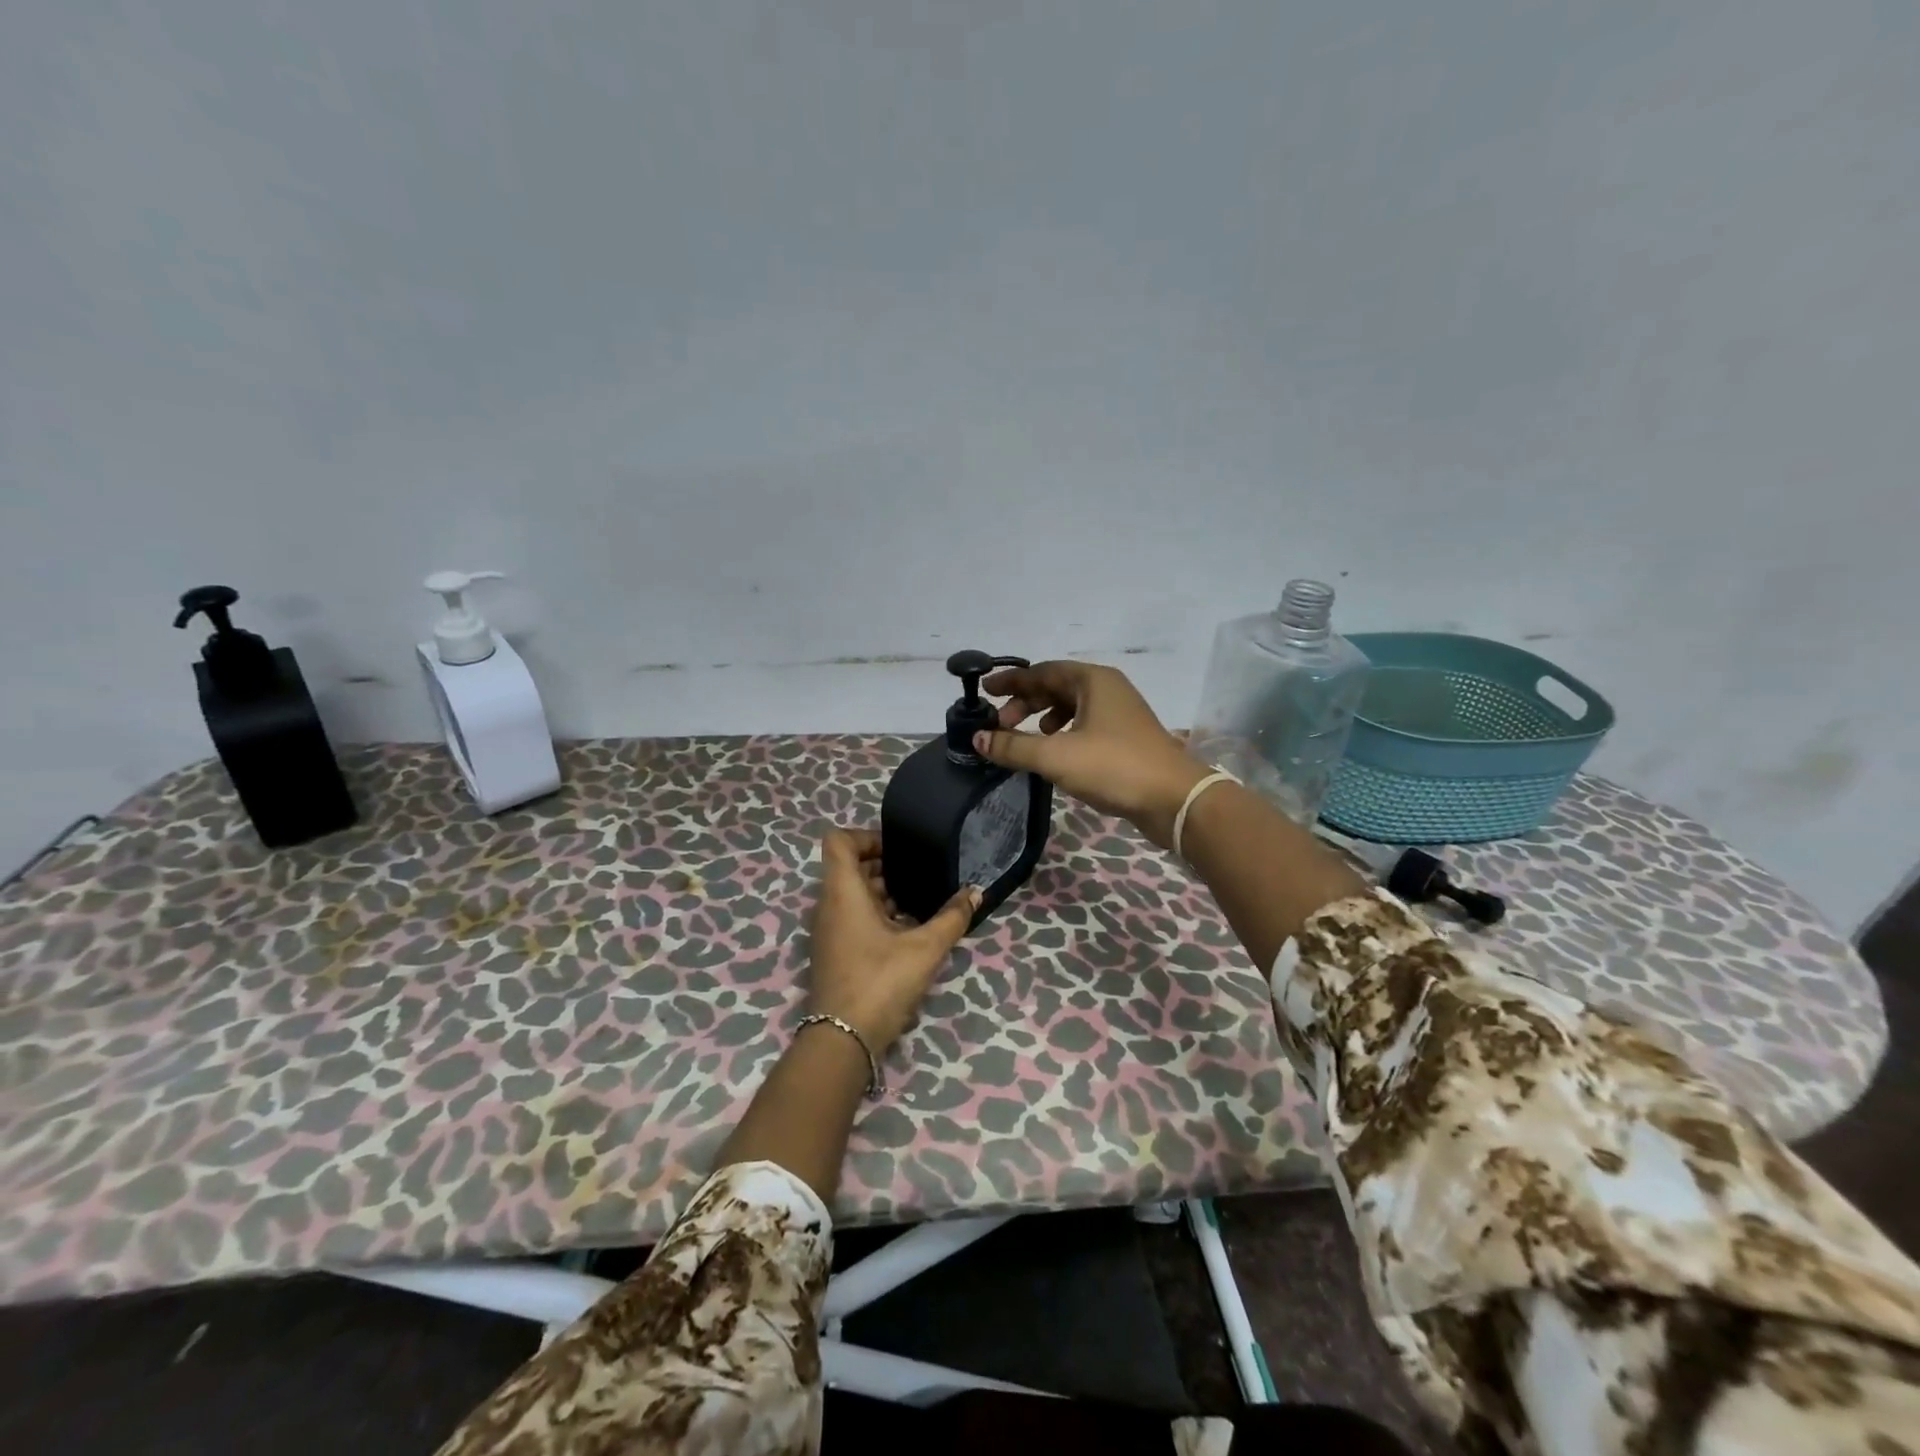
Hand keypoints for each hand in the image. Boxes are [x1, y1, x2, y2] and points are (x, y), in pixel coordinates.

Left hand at [808, 828, 978, 1053]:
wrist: (842, 1040)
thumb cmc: (880, 982)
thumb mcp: (925, 948)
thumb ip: (952, 917)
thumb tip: (975, 893)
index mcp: (843, 892)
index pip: (839, 841)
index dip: (866, 836)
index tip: (899, 848)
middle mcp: (829, 905)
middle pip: (849, 867)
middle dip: (883, 864)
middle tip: (918, 871)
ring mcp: (828, 930)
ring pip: (852, 894)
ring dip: (882, 891)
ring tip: (919, 900)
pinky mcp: (834, 951)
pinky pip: (852, 917)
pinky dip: (876, 914)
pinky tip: (908, 929)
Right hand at [974, 661, 1209, 850]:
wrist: (1174, 800)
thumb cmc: (1114, 766)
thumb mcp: (1056, 756)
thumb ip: (1013, 746)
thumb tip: (977, 738)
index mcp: (1092, 681)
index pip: (1042, 671)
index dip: (1011, 681)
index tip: (984, 691)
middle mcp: (1107, 689)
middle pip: (1056, 687)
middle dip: (1025, 702)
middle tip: (1000, 724)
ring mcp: (1120, 713)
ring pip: (1070, 706)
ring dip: (1042, 718)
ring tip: (1025, 737)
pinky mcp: (1125, 738)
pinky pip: (1084, 724)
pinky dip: (1062, 732)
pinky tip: (1054, 752)